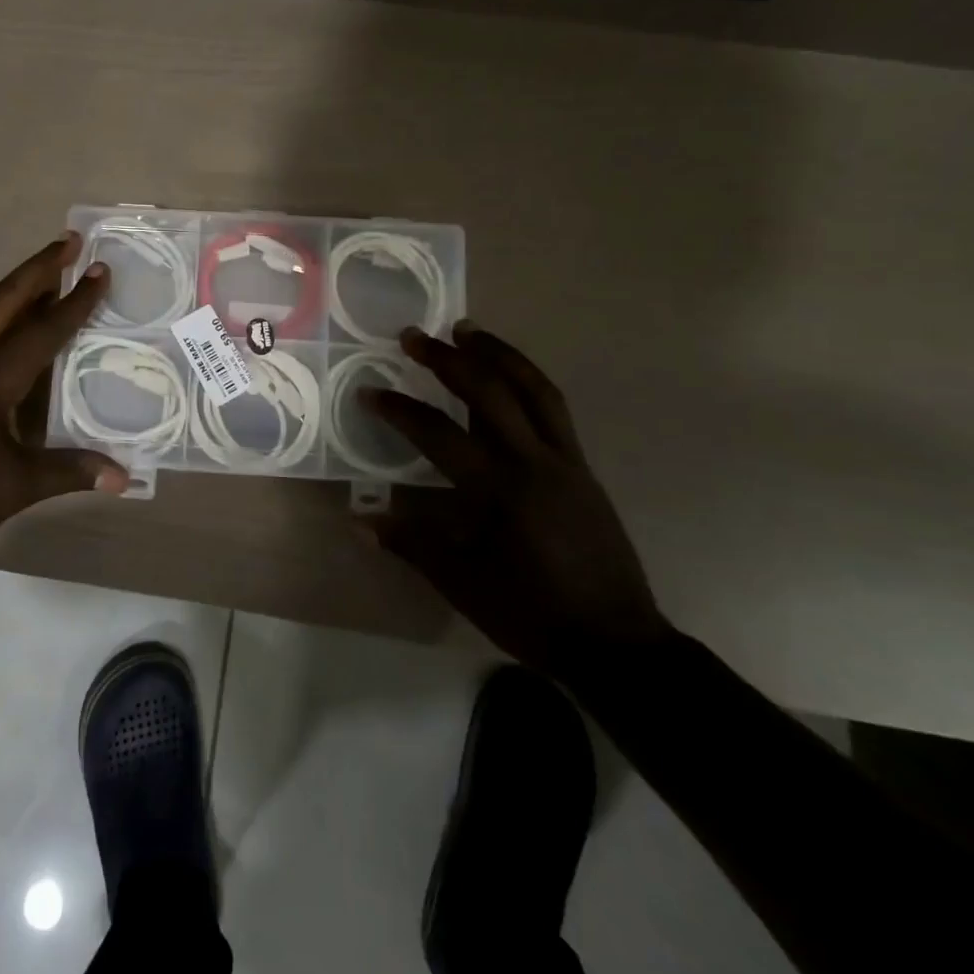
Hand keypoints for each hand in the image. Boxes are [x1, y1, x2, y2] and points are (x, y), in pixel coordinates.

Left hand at [0, 233, 128, 550]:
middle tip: (71, 241)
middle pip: (5, 299)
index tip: (100, 270)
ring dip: (21, 290)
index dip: (76, 301)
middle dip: (40, 267)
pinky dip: (4, 319)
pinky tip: (17, 334)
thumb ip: (70, 471)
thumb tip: (124, 477)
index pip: (43, 331)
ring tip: (52, 276)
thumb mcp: (15, 487)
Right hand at [360, 322, 671, 681]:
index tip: (369, 392)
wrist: (615, 644)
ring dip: (497, 353)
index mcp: (498, 490)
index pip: (438, 433)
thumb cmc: (531, 614)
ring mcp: (565, 461)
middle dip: (447, 359)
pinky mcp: (583, 468)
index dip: (399, 409)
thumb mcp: (461, 583)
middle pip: (489, 392)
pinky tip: (510, 375)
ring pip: (533, 389)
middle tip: (414, 336)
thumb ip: (410, 543)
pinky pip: (554, 409)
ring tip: (468, 330)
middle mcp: (533, 462)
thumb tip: (358, 519)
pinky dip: (528, 380)